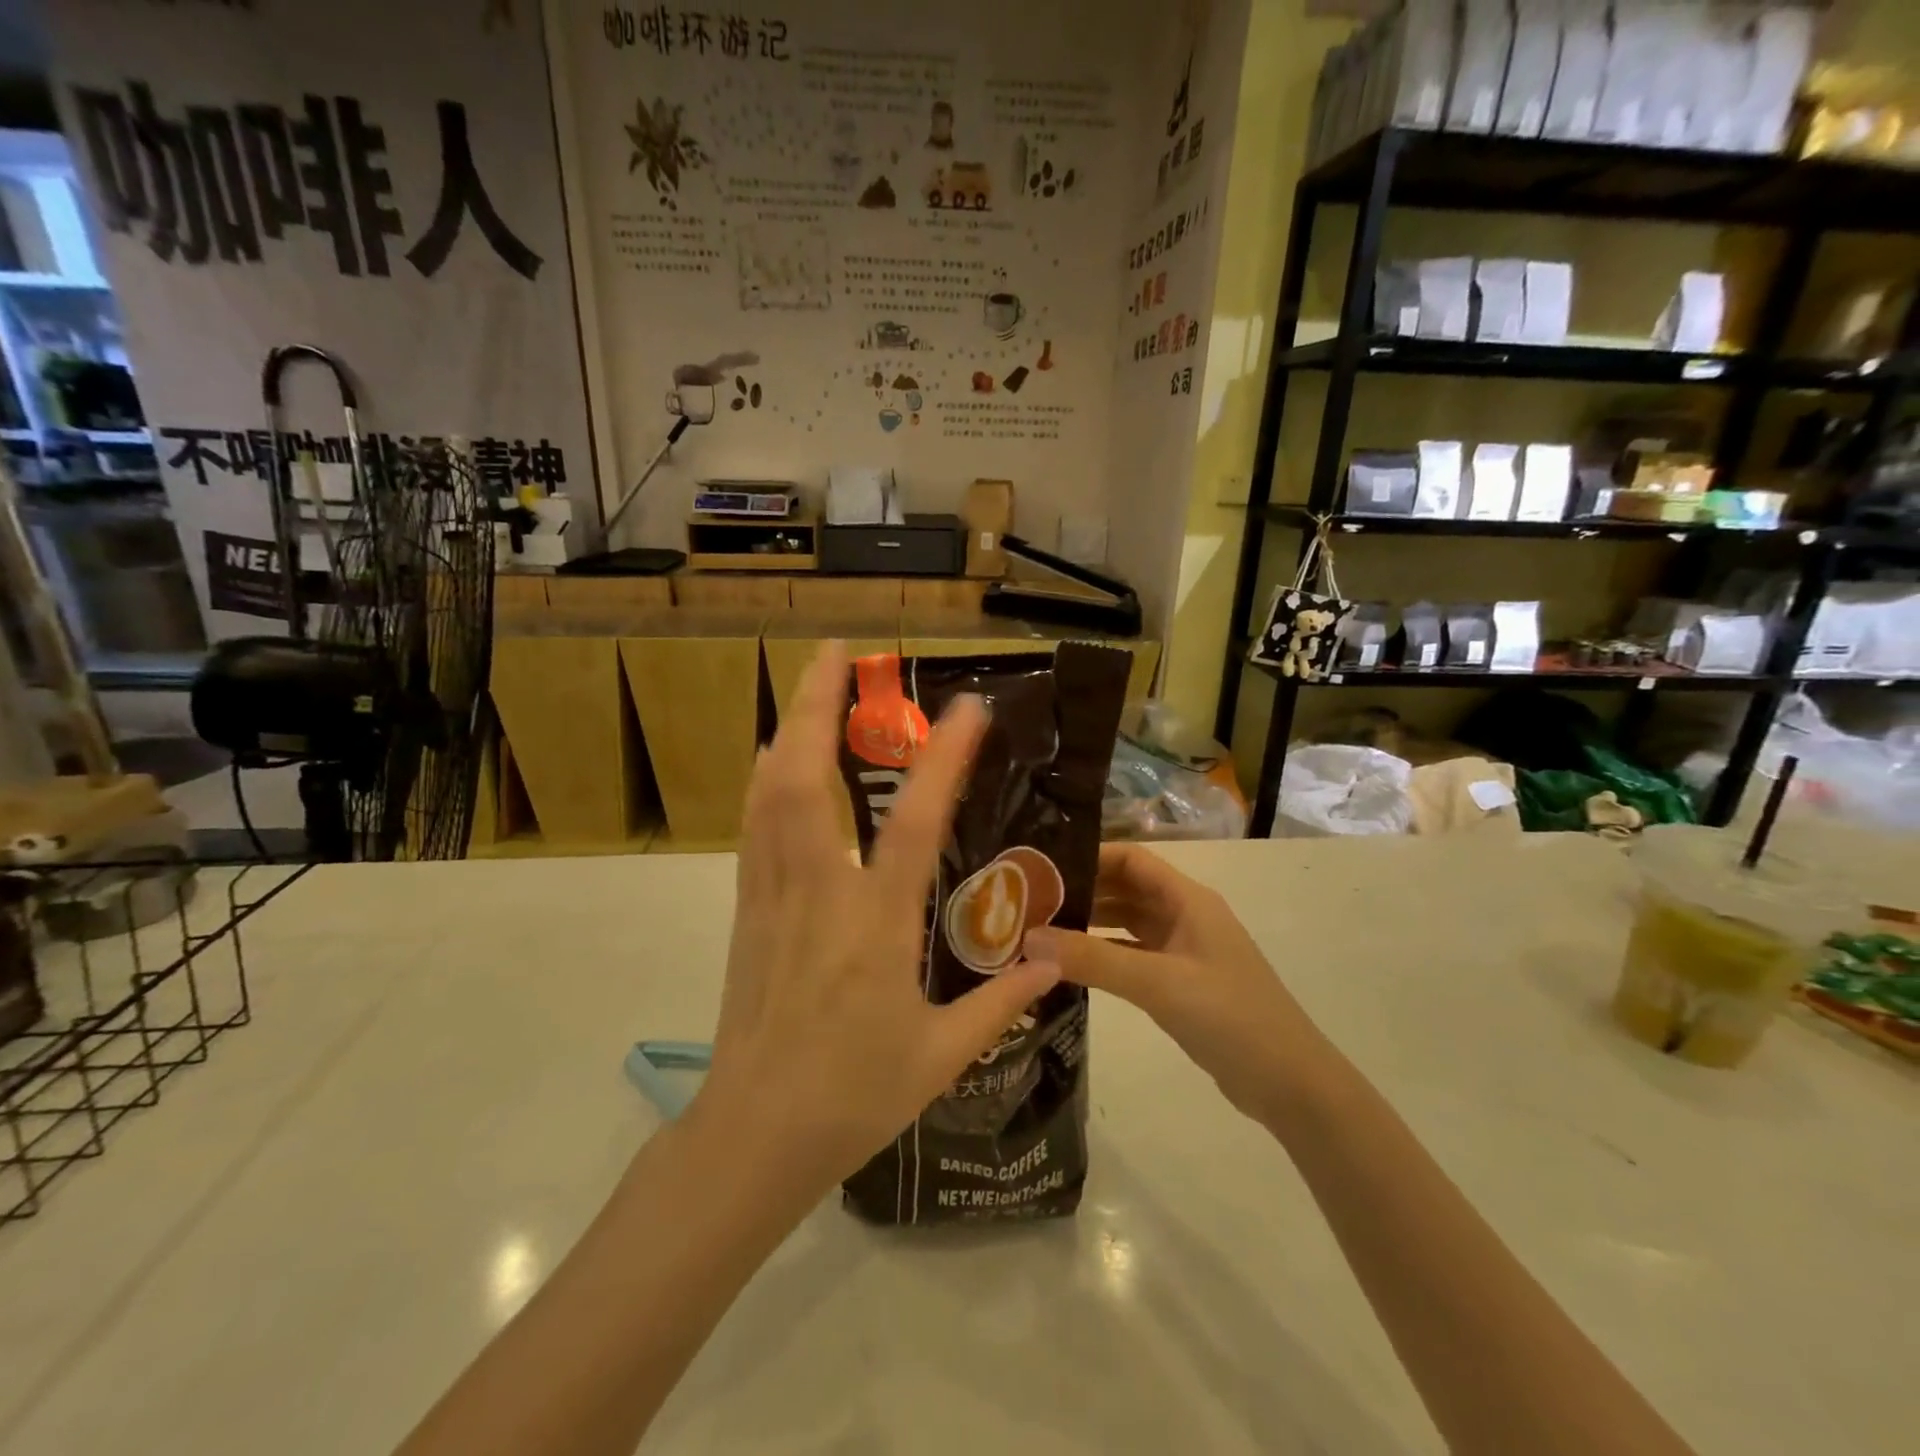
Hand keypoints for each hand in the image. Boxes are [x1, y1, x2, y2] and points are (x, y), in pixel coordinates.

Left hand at [693, 642, 1060, 1207]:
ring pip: (769, 793)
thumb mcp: (940, 1056)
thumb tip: (1051, 961)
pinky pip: (754, 826)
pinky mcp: (747, 909)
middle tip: (836, 652)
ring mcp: (772, 895)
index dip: (943, 758)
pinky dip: (766, 778)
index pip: (914, 823)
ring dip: (787, 728)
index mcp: (875, 925)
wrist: (753, 1135)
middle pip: (805, 778)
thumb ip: (1000, 1002)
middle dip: (817, 705)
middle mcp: (818, 892)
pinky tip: (773, 757)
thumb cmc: (852, 1097)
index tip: (968, 706)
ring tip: (808, 684)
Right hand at [1024, 844, 1325, 1125]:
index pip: (1131, 859)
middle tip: (1029, 901)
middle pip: (1125, 888)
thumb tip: (1029, 938)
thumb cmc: (1230, 1017)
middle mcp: (1184, 916)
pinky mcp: (1179, 982)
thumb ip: (1093, 959)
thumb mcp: (1158, 983)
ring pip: (1126, 923)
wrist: (1290, 1084)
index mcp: (1187, 900)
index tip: (1042, 868)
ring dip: (1088, 923)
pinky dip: (1102, 955)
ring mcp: (1183, 950)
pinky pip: (1131, 955)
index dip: (1089, 856)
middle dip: (1081, 890)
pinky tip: (1069, 965)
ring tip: (1040, 930)